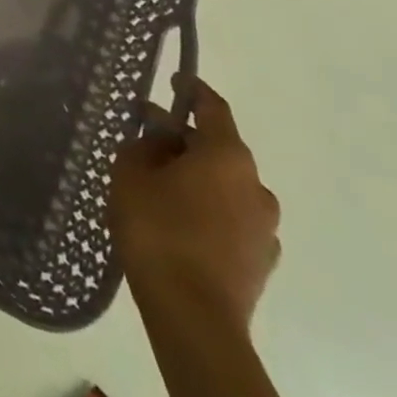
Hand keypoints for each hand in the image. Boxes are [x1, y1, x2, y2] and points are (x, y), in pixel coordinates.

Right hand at [110, 80, 279, 332]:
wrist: (194, 317)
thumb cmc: (158, 229)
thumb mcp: (132, 173)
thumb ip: (145, 146)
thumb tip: (160, 140)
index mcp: (227, 156)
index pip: (213, 108)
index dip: (192, 89)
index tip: (176, 79)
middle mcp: (255, 185)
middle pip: (218, 147)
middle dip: (184, 137)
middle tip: (147, 135)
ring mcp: (264, 227)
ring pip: (225, 185)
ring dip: (196, 176)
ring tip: (158, 182)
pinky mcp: (261, 260)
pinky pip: (231, 217)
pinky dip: (207, 207)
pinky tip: (178, 219)